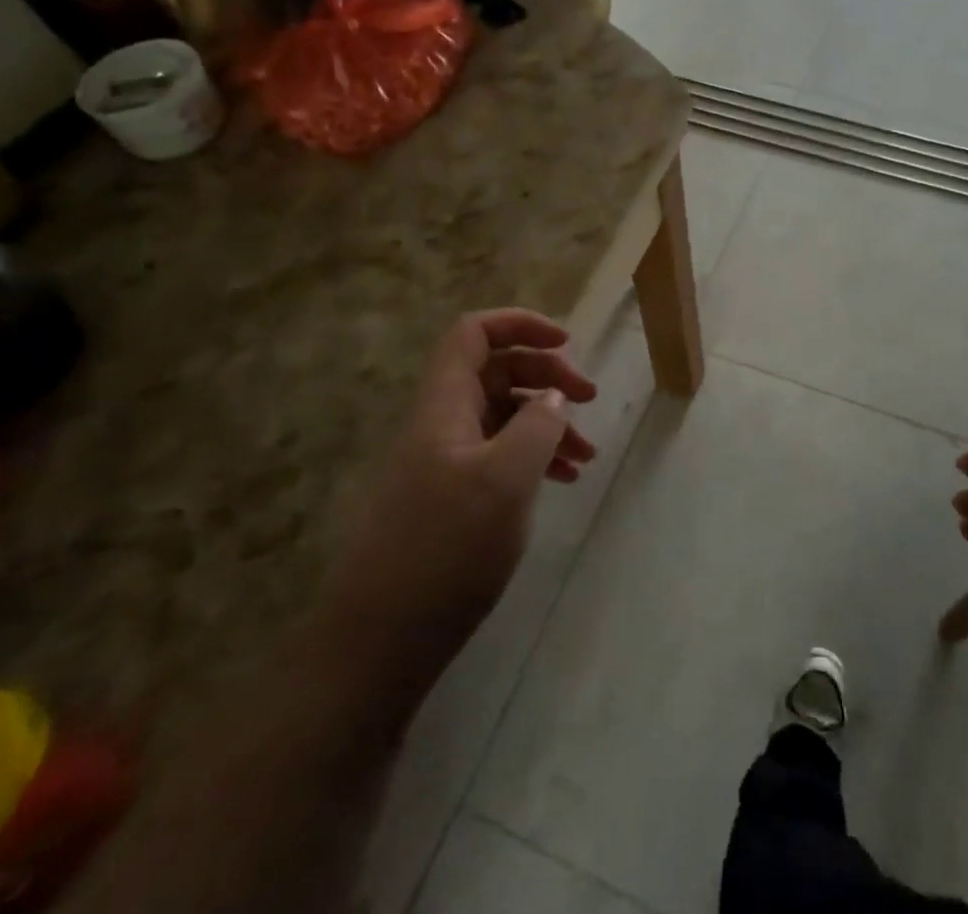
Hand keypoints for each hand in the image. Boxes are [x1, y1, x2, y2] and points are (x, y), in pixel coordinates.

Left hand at [323, 309, 596, 672]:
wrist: (378, 644)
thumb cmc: (445, 551)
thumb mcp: (505, 480)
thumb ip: (537, 426)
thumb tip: (553, 396)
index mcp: (444, 404)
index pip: (474, 333)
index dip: (520, 324)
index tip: (567, 343)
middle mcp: (440, 423)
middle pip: (495, 371)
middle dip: (546, 375)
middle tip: (589, 399)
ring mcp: (441, 462)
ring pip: (501, 416)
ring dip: (546, 423)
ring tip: (586, 456)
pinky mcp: (447, 499)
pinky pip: (496, 456)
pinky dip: (531, 458)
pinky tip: (561, 483)